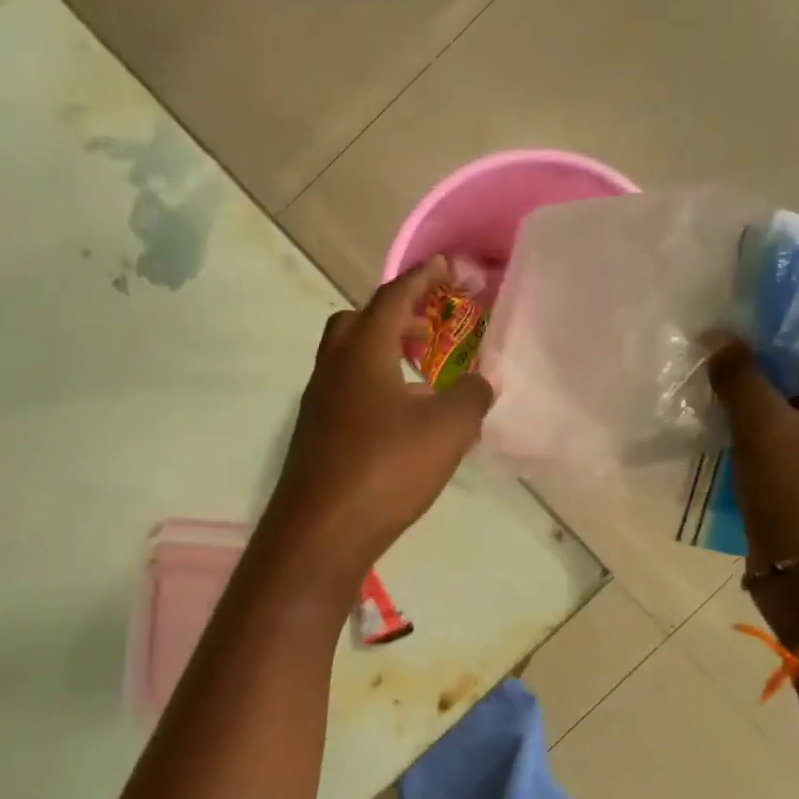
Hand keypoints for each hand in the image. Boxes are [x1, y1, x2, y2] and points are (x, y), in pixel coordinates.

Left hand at [260, 257, 493, 590]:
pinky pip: (347, 390)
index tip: (449, 267)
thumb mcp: (447, 429)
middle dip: (399, 314)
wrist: (321, 531)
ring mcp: (318, 400)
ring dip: (386, 352)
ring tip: (424, 375)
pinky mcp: (316, 432)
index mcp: (362, 350)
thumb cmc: (386, 468)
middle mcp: (333, 366)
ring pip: (351, 357)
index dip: (424, 276)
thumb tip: (482, 382)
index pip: (394, 295)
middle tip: (432, 328)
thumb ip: (472, 396)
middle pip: (361, 320)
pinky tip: (402, 420)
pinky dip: (376, 386)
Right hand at [708, 311, 798, 565]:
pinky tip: (718, 393)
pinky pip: (787, 405)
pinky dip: (757, 394)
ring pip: (798, 374)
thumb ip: (740, 375)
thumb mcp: (764, 429)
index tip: (753, 276)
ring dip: (759, 362)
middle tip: (721, 312)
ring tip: (711, 349)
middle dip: (771, 324)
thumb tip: (719, 336)